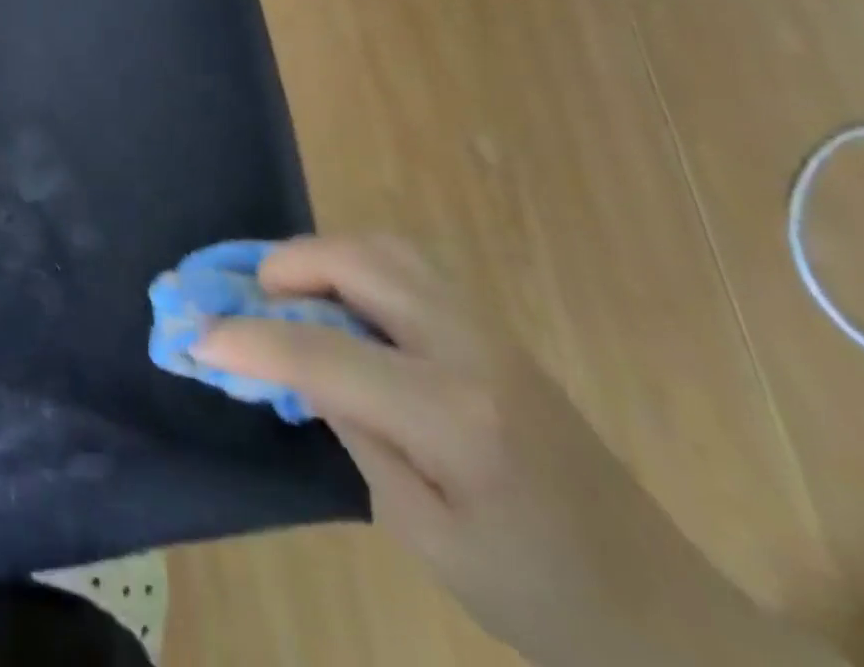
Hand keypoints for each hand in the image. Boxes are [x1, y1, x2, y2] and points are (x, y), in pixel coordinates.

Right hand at [195, 237, 840, 666]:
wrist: (669, 615)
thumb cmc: (542, 600)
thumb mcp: (428, 538)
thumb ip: (357, 435)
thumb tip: (299, 366)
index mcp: (454, 415)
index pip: (323, 353)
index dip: (248, 339)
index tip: (193, 333)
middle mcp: (469, 347)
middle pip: (357, 262)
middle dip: (283, 266)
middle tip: (244, 297)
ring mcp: (487, 327)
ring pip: (382, 247)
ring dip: (319, 256)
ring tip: (284, 292)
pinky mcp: (491, 327)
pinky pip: (404, 265)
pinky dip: (351, 265)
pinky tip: (337, 303)